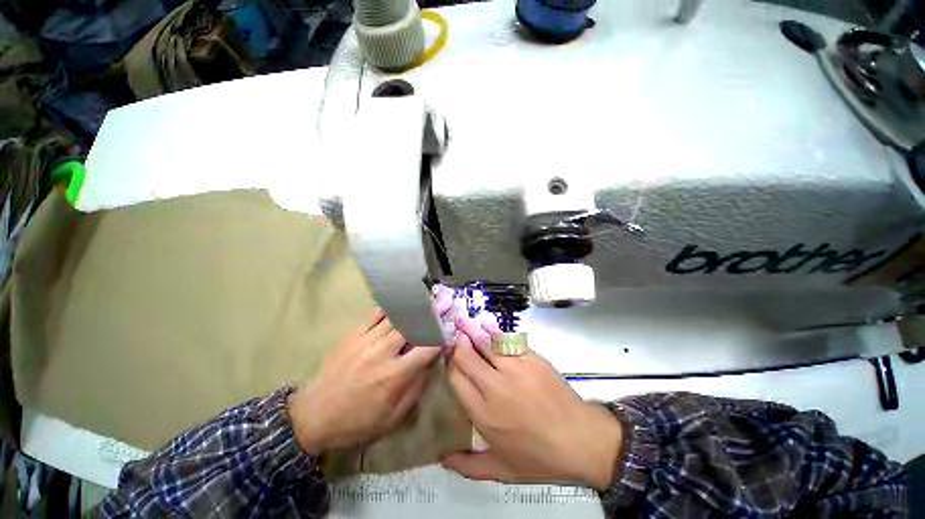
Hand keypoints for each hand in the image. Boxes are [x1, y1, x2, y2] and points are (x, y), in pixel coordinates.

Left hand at [287, 310, 442, 455]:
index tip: (450, 330)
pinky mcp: (354, 335)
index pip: (426, 349)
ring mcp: (367, 341)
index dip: (441, 338)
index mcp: (395, 375)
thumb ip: (415, 389)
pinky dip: (389, 308)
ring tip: (426, 298)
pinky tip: (398, 302)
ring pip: (396, 318)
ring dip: (413, 308)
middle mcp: (384, 353)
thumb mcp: (392, 417)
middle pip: (412, 327)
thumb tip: (430, 365)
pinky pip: (375, 315)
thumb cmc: (357, 421)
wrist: (314, 415)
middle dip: (430, 315)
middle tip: (444, 302)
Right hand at [442, 334, 623, 490]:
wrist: (582, 441)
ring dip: (472, 331)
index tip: (448, 357)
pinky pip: (508, 340)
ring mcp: (515, 369)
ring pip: (486, 344)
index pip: (457, 379)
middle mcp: (495, 388)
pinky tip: (486, 323)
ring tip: (462, 321)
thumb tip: (441, 459)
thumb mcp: (502, 471)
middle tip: (452, 334)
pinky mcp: (532, 358)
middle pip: (468, 358)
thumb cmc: (540, 458)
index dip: (450, 364)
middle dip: (458, 344)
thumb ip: (468, 466)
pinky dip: (495, 330)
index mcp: (484, 414)